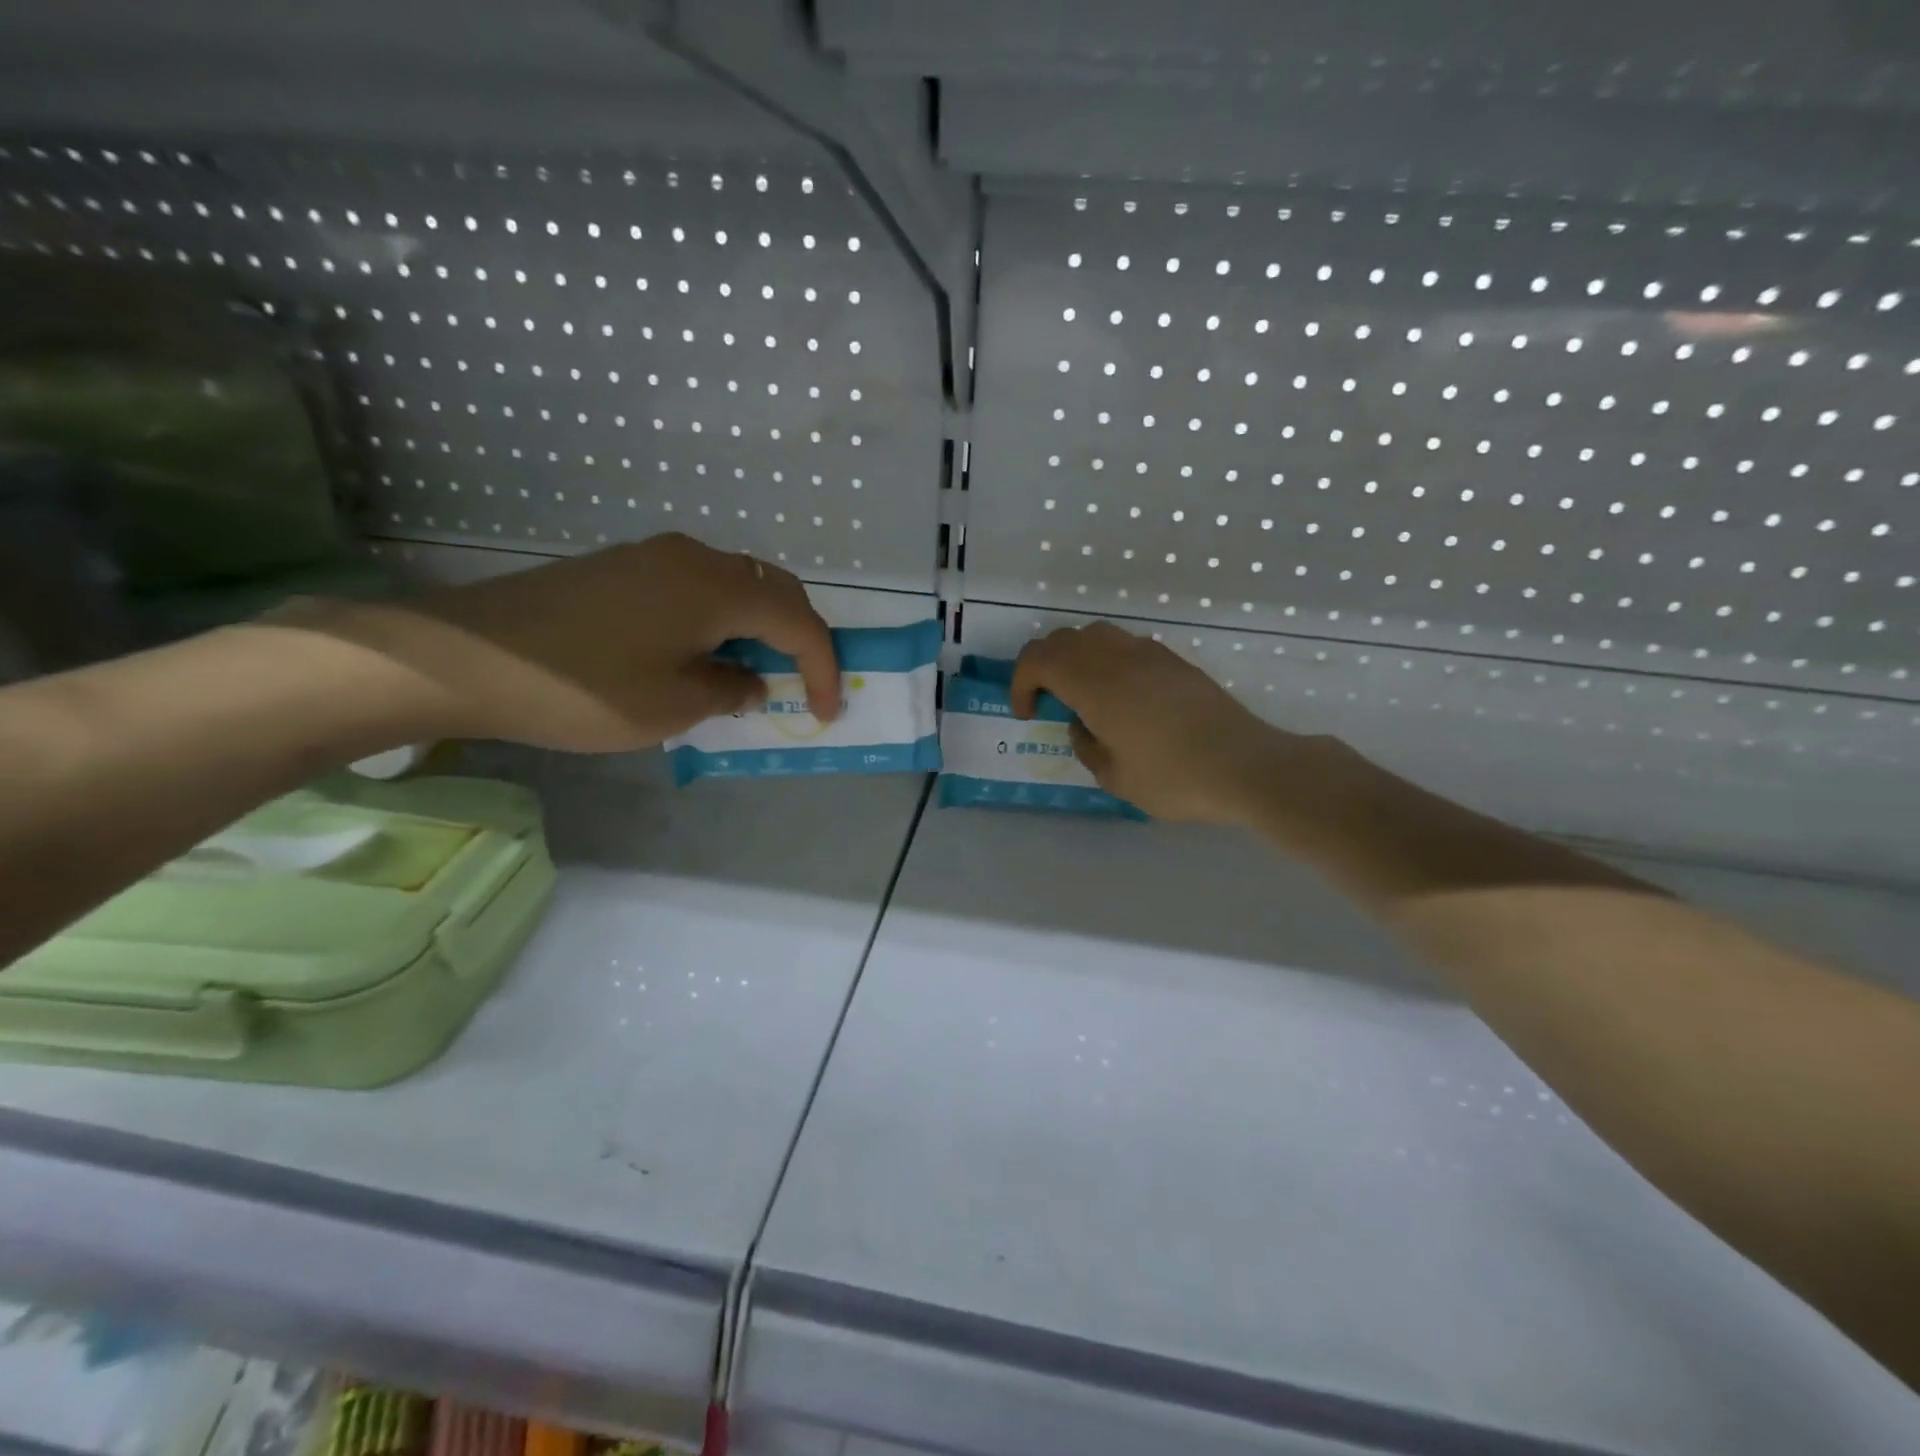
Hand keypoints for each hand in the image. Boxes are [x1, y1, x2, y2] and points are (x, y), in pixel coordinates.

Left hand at [275, 534, 839, 753]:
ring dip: (758, 627)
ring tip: (754, 672)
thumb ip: (731, 689)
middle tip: (802, 683)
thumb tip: (751, 680)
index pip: (798, 622)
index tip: (829, 710)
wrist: (467, 656)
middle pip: (773, 590)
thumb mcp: (673, 705)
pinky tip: (702, 654)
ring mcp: (655, 557)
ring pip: (735, 585)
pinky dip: (720, 620)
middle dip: (798, 637)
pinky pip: (697, 587)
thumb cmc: (585, 687)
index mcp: (717, 587)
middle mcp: (695, 557)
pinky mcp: (623, 568)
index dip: (823, 667)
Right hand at [1010, 621, 1341, 824]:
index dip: (1021, 682)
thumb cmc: (1174, 778)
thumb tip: (1082, 724)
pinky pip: (1126, 646)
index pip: (1039, 659)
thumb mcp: (1115, 777)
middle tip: (1046, 701)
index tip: (1027, 713)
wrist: (1246, 766)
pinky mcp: (1175, 661)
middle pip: (1064, 639)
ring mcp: (1150, 654)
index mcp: (1095, 684)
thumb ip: (1086, 745)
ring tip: (1082, 694)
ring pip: (1097, 635)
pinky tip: (1123, 697)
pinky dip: (1108, 662)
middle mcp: (1118, 658)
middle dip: (1044, 666)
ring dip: (1077, 658)